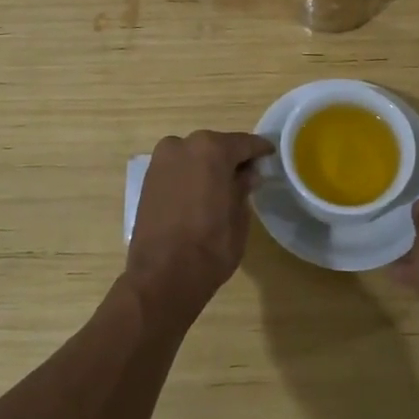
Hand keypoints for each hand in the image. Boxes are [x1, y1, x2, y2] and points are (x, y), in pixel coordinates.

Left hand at [125, 130, 273, 322]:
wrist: (162, 276)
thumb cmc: (210, 246)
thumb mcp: (239, 217)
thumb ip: (243, 188)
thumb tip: (248, 174)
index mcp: (212, 149)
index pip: (244, 143)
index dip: (259, 150)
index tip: (270, 154)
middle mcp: (183, 145)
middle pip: (215, 146)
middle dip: (231, 157)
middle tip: (247, 173)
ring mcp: (161, 160)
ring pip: (194, 155)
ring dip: (208, 165)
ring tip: (223, 185)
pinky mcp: (148, 178)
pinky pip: (177, 168)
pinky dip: (190, 174)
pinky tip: (200, 191)